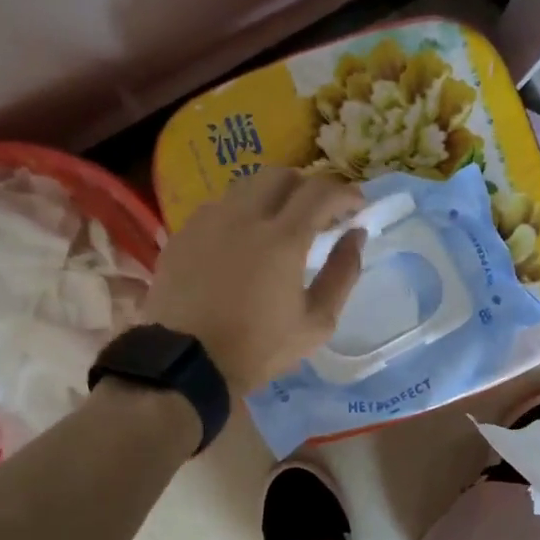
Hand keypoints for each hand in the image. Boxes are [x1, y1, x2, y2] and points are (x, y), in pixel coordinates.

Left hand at [143, 168, 366, 394]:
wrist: (186, 364)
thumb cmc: (259, 348)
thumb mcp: (317, 322)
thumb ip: (343, 273)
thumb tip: (355, 235)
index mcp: (282, 239)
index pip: (321, 191)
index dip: (345, 192)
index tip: (357, 205)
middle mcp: (244, 217)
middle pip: (281, 175)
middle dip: (307, 186)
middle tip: (318, 211)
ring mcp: (208, 221)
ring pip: (246, 186)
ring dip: (272, 196)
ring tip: (279, 223)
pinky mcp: (183, 233)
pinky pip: (219, 207)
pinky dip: (240, 213)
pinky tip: (242, 240)